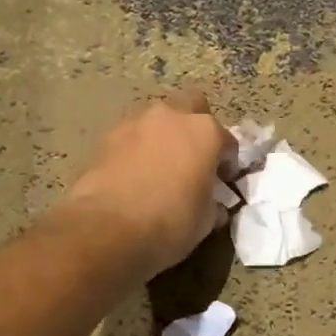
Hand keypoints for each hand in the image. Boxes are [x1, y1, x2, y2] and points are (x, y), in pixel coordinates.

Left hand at [62, 91, 233, 276]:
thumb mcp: (205, 220)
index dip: (228, 163)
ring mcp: (136, 122)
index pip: (228, 142)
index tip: (223, 181)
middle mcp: (173, 116)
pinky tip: (134, 174)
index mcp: (206, 132)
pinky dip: (137, 149)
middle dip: (195, 127)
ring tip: (159, 167)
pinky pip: (132, 136)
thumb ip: (213, 201)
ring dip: (163, 136)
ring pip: (158, 119)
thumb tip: (212, 202)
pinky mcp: (107, 136)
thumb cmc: (169, 223)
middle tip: (192, 157)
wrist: (107, 229)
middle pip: (192, 106)